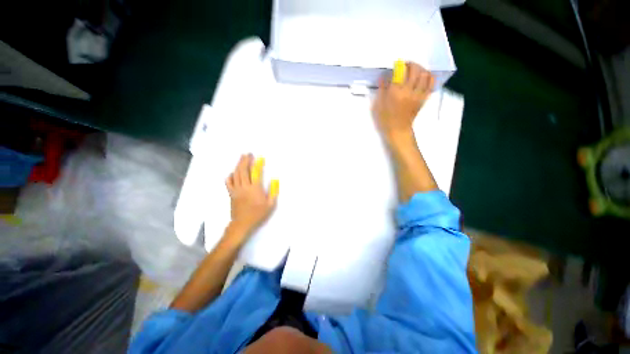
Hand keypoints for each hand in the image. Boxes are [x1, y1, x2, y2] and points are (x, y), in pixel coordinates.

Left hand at [226, 154, 277, 236]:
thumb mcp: (270, 205)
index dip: (257, 164)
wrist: (242, 224)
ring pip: (235, 174)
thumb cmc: (258, 214)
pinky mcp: (231, 193)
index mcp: (255, 189)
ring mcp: (236, 190)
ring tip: (241, 158)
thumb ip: (273, 191)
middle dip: (245, 160)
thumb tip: (275, 180)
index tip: (260, 158)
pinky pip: (228, 182)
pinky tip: (233, 173)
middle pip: (243, 170)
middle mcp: (244, 187)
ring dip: (238, 165)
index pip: (255, 173)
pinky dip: (230, 176)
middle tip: (247, 154)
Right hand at [372, 62, 434, 142]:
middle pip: (415, 70)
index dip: (399, 65)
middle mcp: (408, 91)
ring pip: (425, 75)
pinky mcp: (423, 99)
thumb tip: (382, 77)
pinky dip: (429, 77)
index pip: (400, 72)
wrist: (398, 130)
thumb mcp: (378, 105)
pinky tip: (424, 77)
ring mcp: (418, 95)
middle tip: (406, 66)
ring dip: (420, 69)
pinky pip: (430, 84)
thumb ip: (381, 90)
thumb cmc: (385, 119)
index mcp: (395, 93)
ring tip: (415, 70)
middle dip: (411, 64)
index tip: (396, 65)